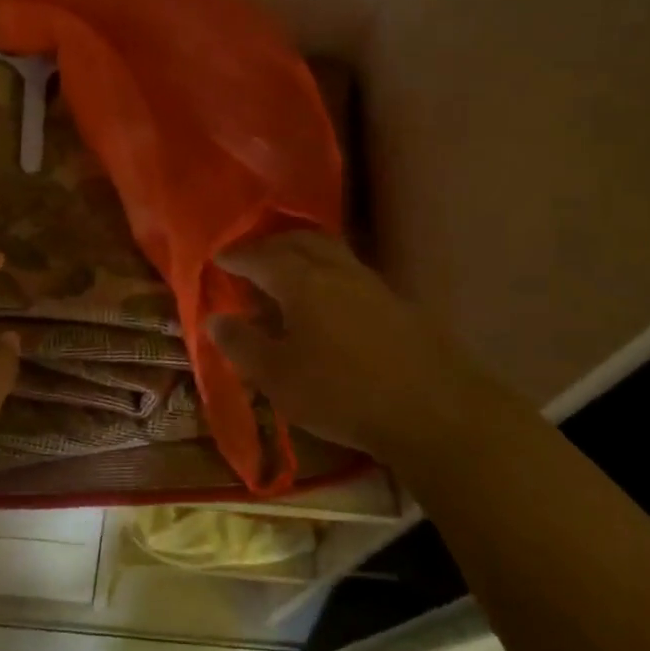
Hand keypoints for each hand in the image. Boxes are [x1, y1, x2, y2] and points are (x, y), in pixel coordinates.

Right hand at [208, 231, 506, 458]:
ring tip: (287, 272)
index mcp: (301, 281)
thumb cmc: (341, 392)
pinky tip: (327, 300)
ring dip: (302, 253)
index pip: (260, 257)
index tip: (218, 259)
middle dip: (270, 244)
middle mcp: (335, 270)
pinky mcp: (396, 302)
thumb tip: (215, 318)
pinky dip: (327, 272)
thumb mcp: (277, 376)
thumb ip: (241, 344)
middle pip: (299, 240)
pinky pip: (350, 271)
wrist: (434, 410)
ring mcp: (371, 283)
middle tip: (251, 257)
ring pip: (330, 251)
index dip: (236, 256)